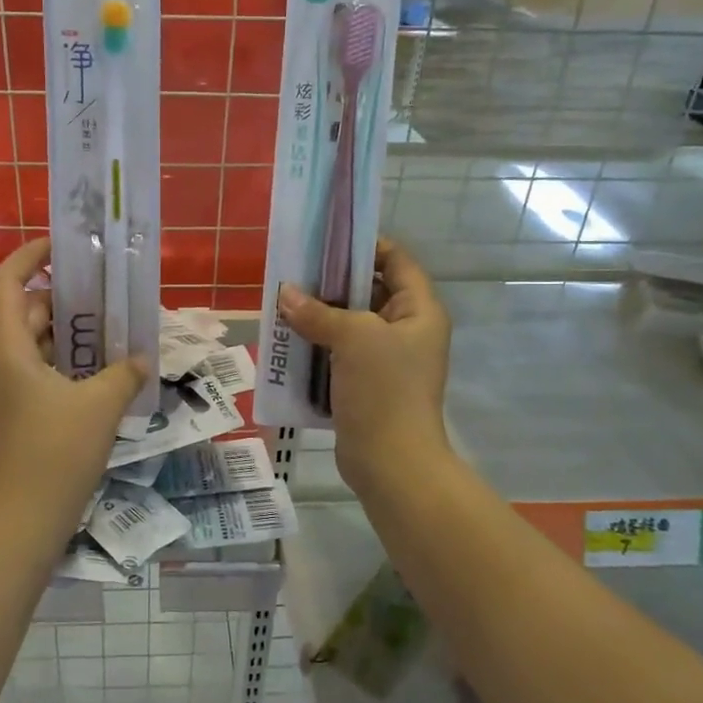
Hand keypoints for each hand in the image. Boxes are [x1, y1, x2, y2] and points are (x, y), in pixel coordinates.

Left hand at [0, 238, 149, 527]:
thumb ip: (124, 373)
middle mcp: (2, 362)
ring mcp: (9, 390)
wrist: (23, 521)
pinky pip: (43, 370)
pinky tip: (104, 370)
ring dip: (70, 331)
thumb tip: (140, 358)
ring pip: (36, 343)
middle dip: (63, 296)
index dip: (29, 256)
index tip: (62, 245)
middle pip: (25, 311)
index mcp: (9, 348)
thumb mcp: (100, 405)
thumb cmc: (55, 453)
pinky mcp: (19, 413)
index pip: (7, 283)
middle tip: (105, 288)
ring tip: (111, 324)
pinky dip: (68, 361)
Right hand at [279, 239, 452, 494]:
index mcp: (419, 310)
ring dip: (320, 314)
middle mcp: (407, 329)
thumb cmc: (384, 389)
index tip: (325, 240)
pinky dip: (317, 343)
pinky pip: (340, 351)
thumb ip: (318, 312)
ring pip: (350, 322)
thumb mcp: (353, 338)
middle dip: (332, 281)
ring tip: (284, 301)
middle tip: (294, 270)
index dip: (365, 245)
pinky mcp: (365, 383)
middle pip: (370, 289)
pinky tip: (288, 338)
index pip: (396, 260)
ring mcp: (386, 359)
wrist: (391, 463)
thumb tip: (285, 294)